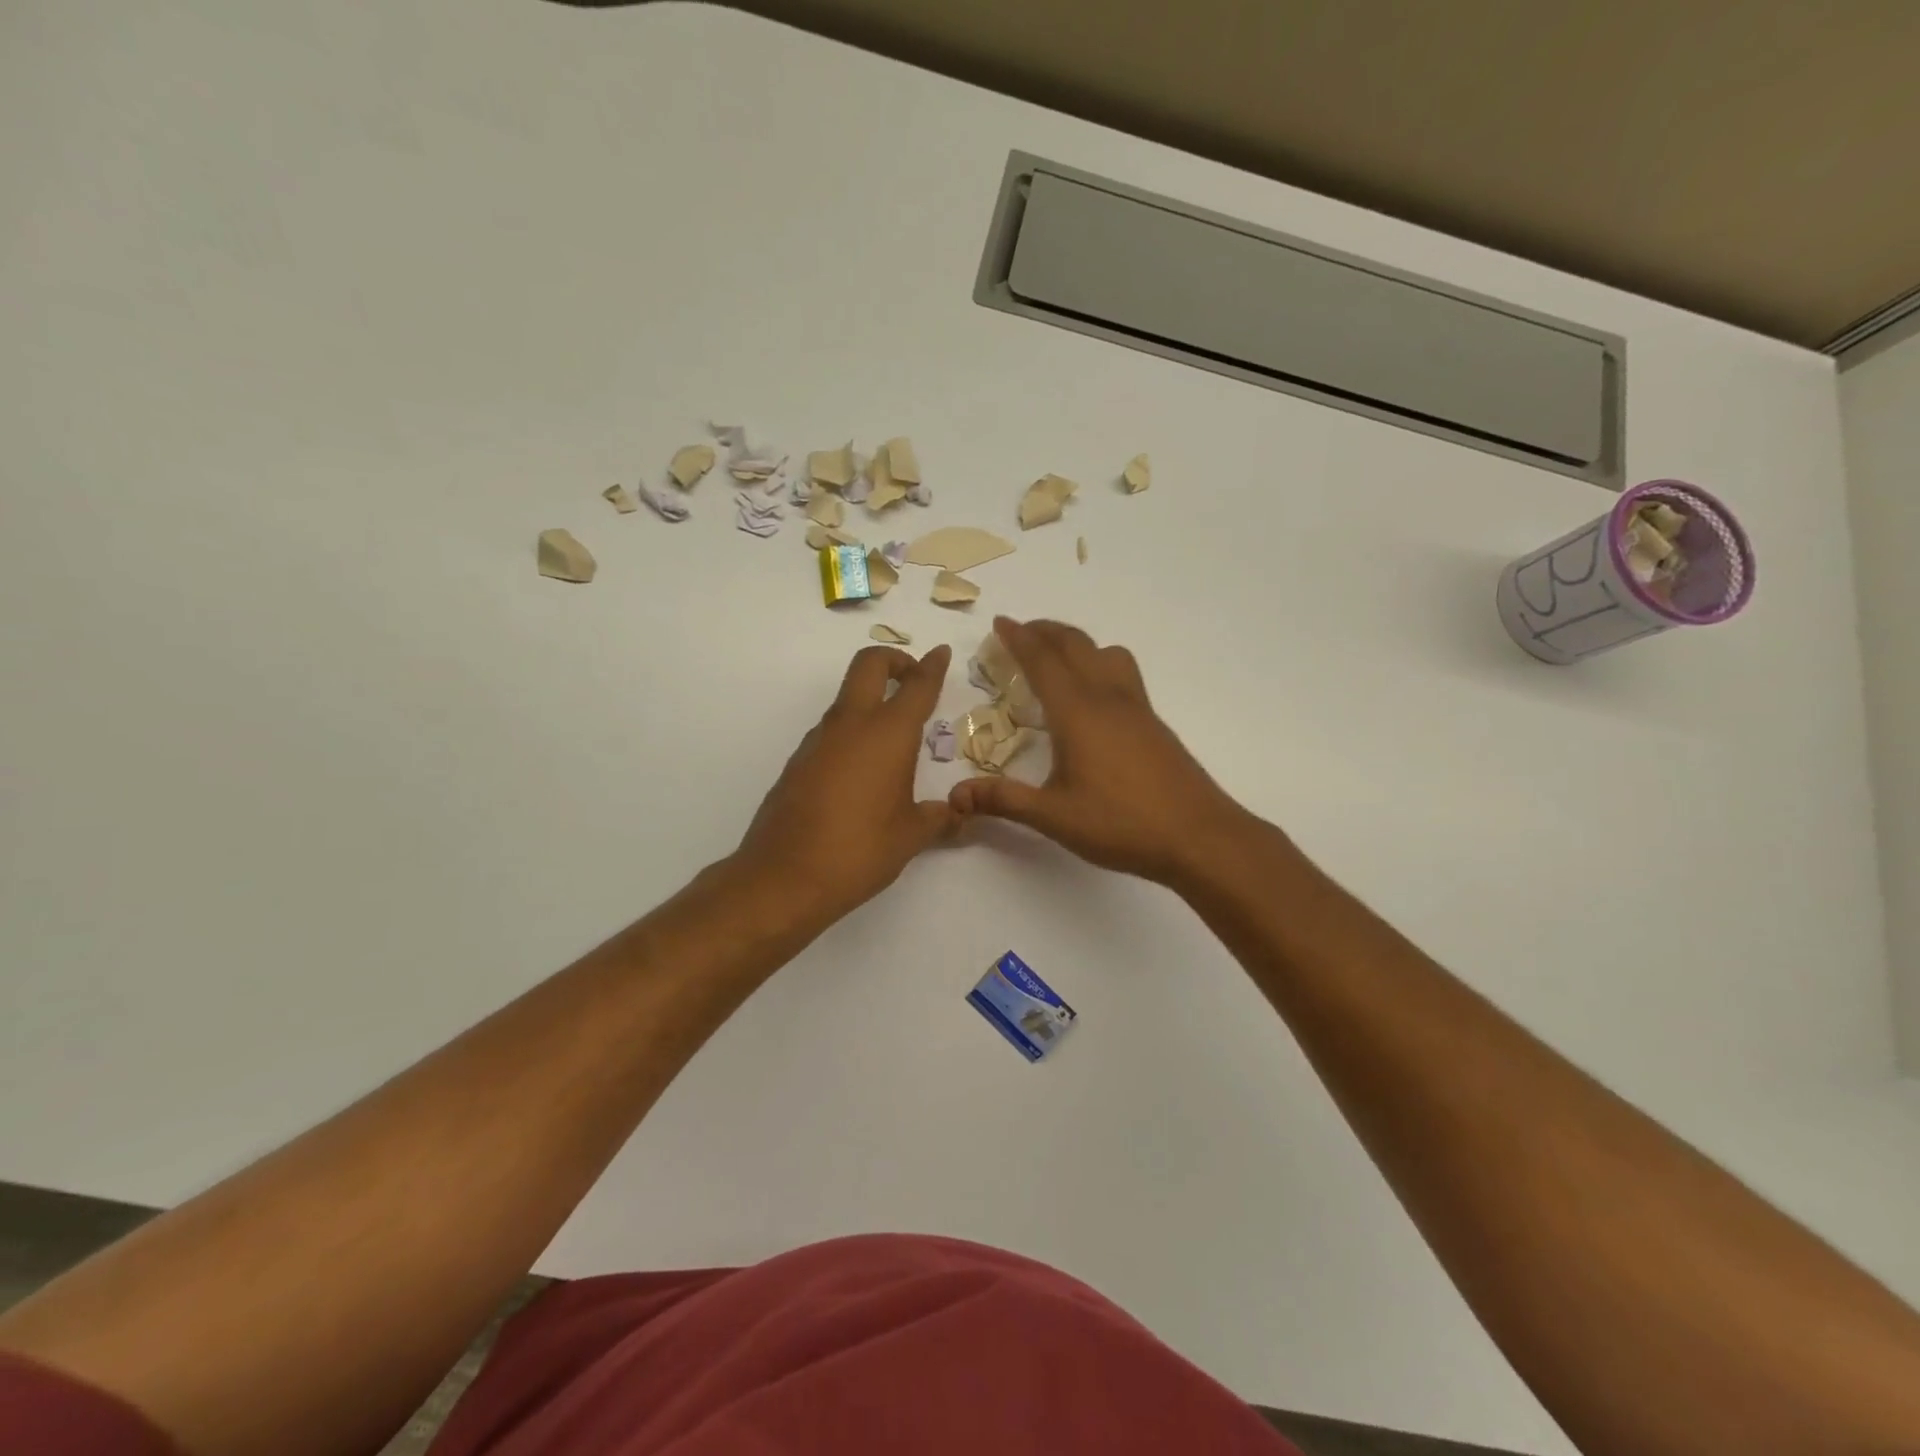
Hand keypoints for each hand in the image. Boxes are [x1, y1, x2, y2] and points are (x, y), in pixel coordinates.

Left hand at [731, 643, 955, 924]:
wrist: (783, 877)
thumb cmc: (859, 851)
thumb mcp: (910, 836)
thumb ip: (940, 818)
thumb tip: (959, 815)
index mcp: (887, 734)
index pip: (916, 685)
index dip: (932, 666)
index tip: (941, 653)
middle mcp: (850, 725)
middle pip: (868, 665)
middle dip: (893, 661)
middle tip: (912, 679)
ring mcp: (818, 741)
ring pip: (846, 699)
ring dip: (870, 700)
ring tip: (892, 738)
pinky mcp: (797, 761)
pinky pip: (831, 731)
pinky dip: (851, 732)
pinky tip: (862, 772)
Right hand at [948, 618, 1253, 886]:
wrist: (1198, 836)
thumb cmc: (1122, 824)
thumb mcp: (1054, 816)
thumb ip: (1004, 800)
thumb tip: (956, 795)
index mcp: (1077, 712)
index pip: (1042, 661)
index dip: (1019, 639)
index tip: (1000, 622)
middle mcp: (1107, 698)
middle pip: (1075, 645)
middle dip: (1046, 631)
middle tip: (1022, 630)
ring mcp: (1136, 708)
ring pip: (1105, 653)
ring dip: (1077, 643)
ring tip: (1058, 655)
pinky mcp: (1153, 723)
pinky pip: (1122, 673)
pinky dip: (1099, 663)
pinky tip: (1095, 696)